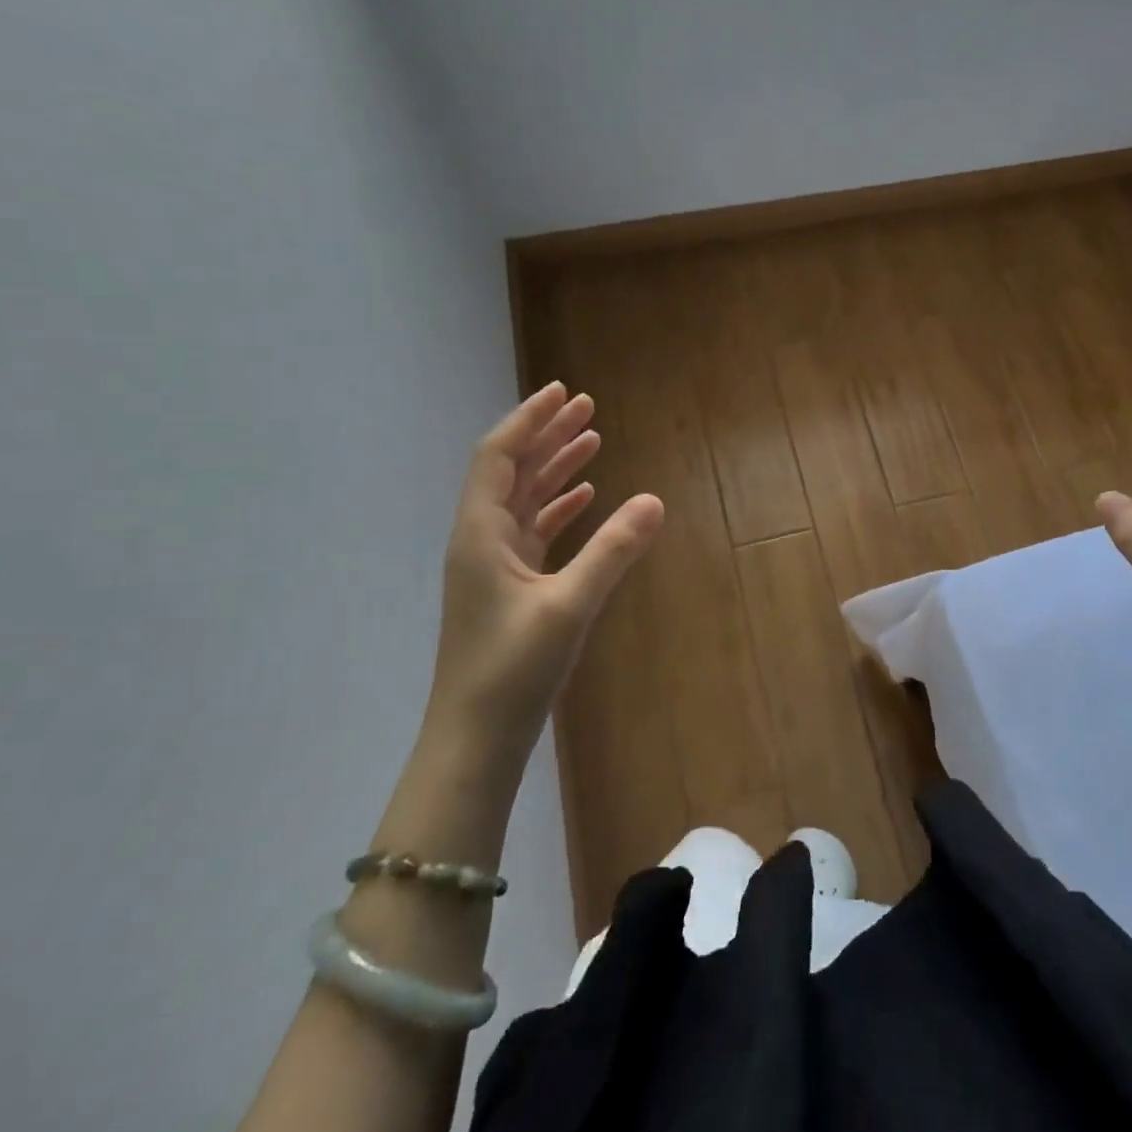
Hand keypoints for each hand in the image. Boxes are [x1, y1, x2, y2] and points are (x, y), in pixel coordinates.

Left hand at [427, 383, 663, 759]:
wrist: (476, 738)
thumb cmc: (513, 670)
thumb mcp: (569, 605)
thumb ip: (613, 551)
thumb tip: (655, 500)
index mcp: (480, 533)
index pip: (499, 457)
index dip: (529, 420)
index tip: (563, 392)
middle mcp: (481, 540)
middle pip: (513, 471)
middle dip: (548, 435)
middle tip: (587, 407)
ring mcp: (494, 566)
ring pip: (524, 500)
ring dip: (555, 468)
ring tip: (593, 441)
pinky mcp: (509, 588)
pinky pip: (534, 531)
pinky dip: (560, 508)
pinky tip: (586, 499)